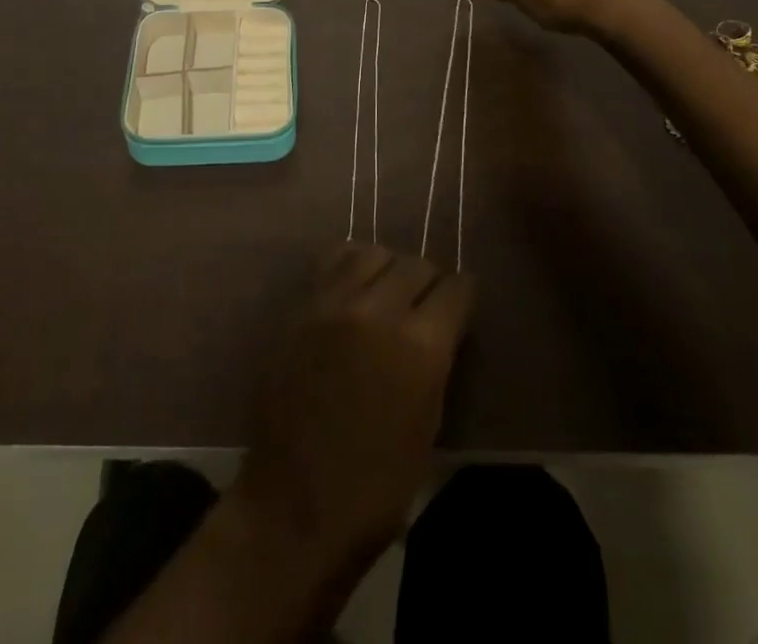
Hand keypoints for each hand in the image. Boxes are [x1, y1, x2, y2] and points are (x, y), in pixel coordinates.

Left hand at [234, 244, 475, 571]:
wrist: (294, 504)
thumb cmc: (376, 486)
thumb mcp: (428, 425)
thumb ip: (436, 362)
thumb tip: (441, 328)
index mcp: (420, 347)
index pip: (455, 289)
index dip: (463, 296)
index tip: (461, 304)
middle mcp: (378, 310)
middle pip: (415, 264)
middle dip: (429, 281)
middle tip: (426, 303)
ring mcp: (333, 303)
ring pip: (372, 252)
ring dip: (388, 267)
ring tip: (387, 291)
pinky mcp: (300, 306)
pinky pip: (331, 262)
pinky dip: (349, 266)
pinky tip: (352, 289)